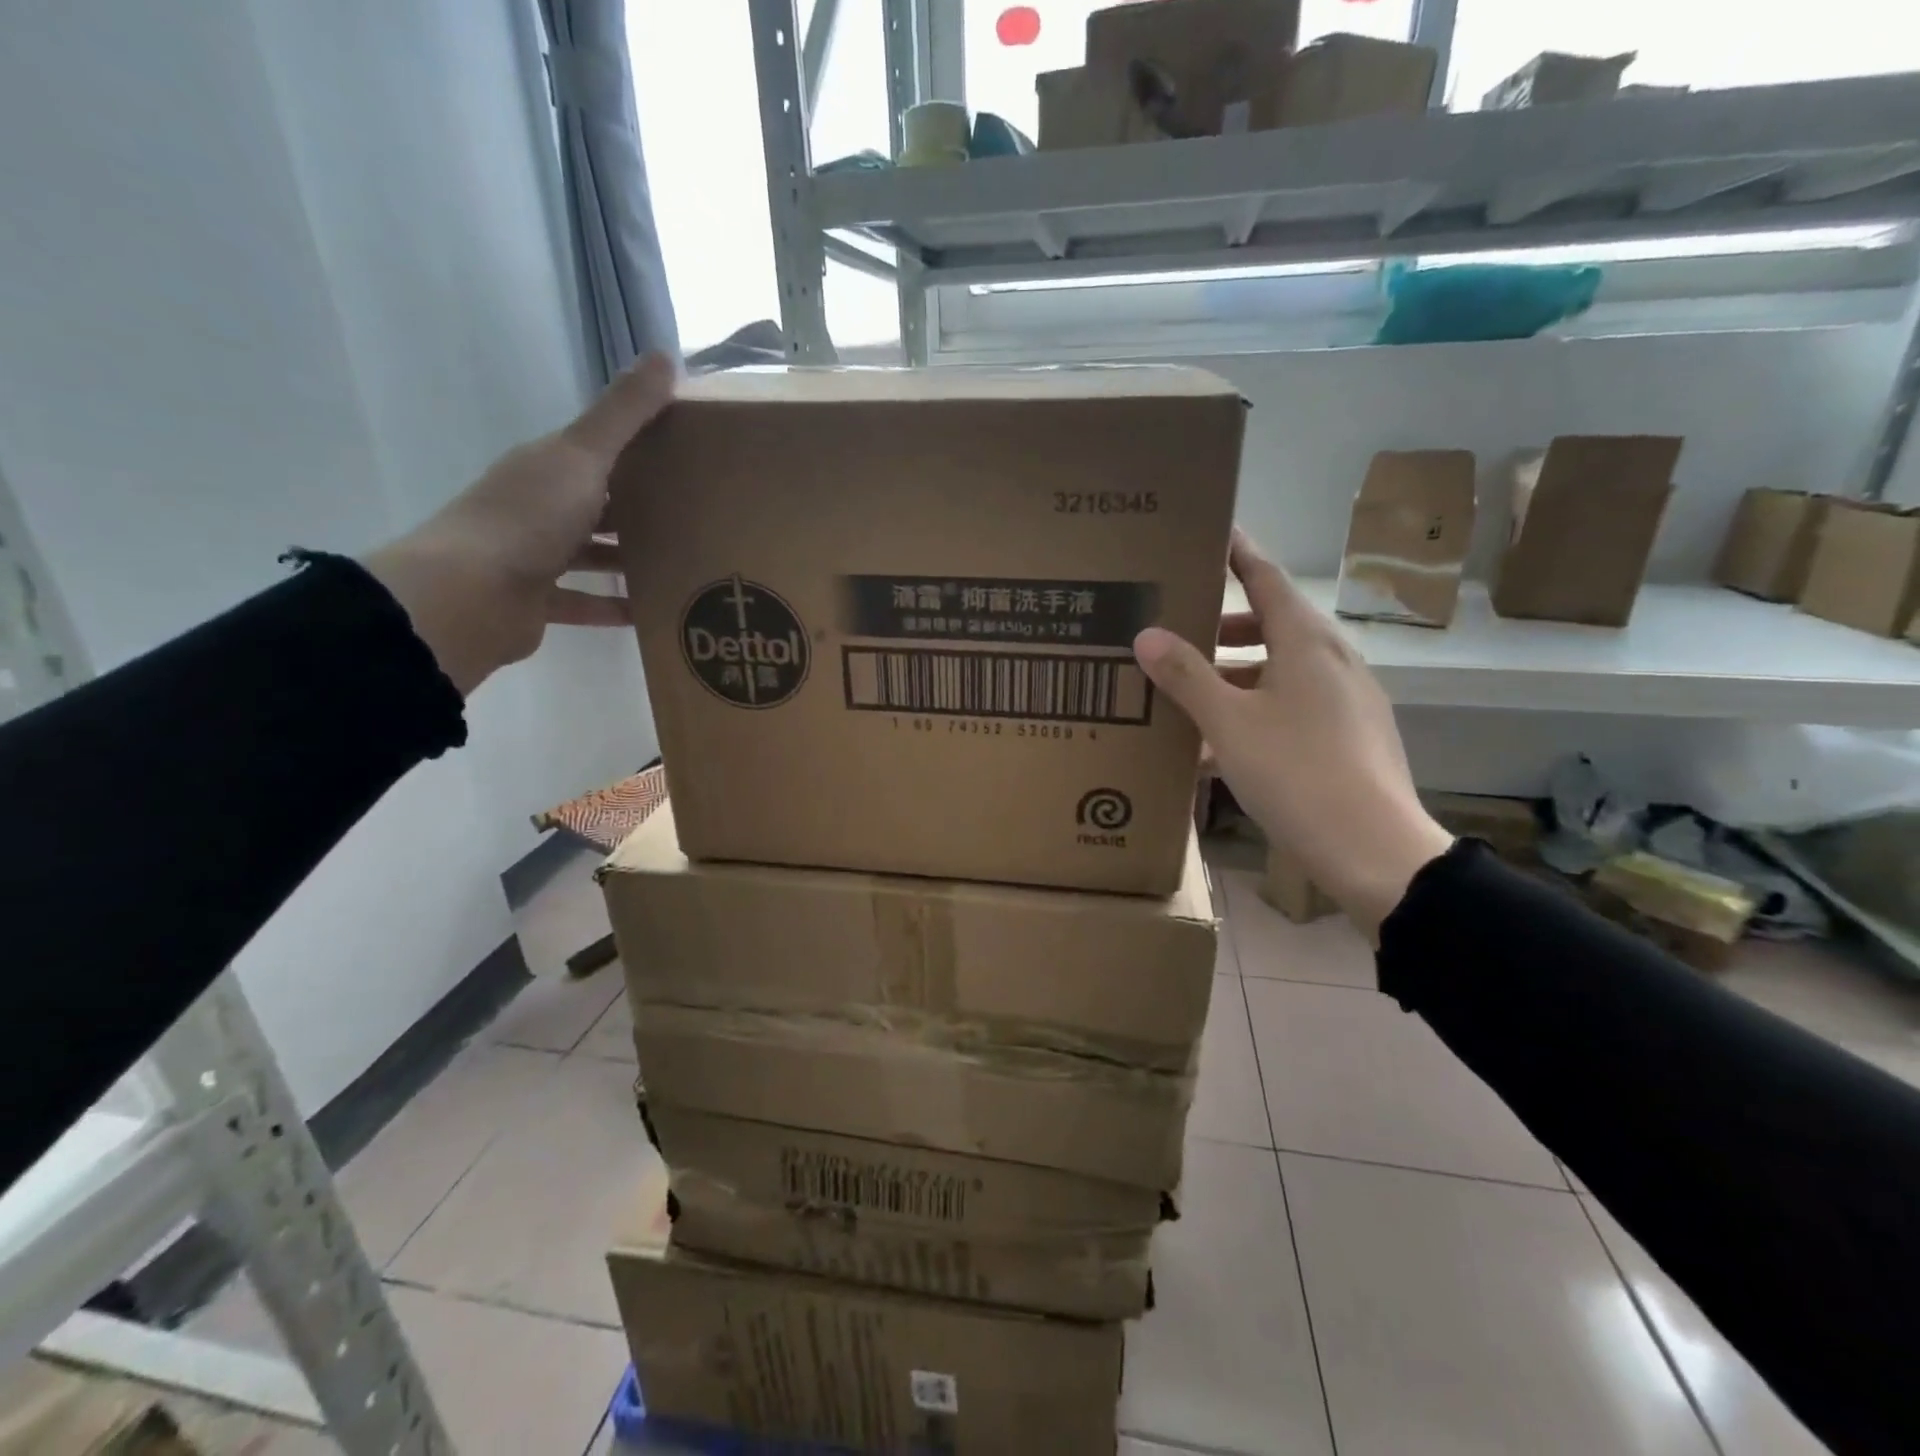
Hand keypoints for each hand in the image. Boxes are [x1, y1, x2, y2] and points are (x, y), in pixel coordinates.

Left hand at [363, 354, 674, 694]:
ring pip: (591, 555)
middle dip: (640, 511)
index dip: (639, 452)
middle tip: (695, 518)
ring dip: (629, 561)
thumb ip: (623, 413)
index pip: (597, 453)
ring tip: (681, 567)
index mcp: (546, 468)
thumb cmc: (528, 518)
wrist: (469, 594)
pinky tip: (650, 613)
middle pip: (597, 504)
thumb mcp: (582, 456)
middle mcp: (538, 508)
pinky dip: (613, 607)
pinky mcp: (538, 602)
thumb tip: (664, 355)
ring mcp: (535, 557)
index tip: (687, 459)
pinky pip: (584, 602)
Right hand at [1134, 529, 1452, 939]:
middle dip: (1227, 624)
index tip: (1214, 531)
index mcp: (1307, 644)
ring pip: (1285, 669)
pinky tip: (1226, 746)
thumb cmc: (1297, 775)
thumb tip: (1147, 634)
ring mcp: (1350, 700)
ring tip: (1195, 693)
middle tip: (1181, 631)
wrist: (1375, 852)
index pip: (1267, 578)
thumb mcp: (1229, 724)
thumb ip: (1187, 677)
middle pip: (1276, 624)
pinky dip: (1260, 708)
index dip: (1238, 553)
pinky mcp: (1353, 736)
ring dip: (1240, 672)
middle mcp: (1335, 661)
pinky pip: (1298, 705)